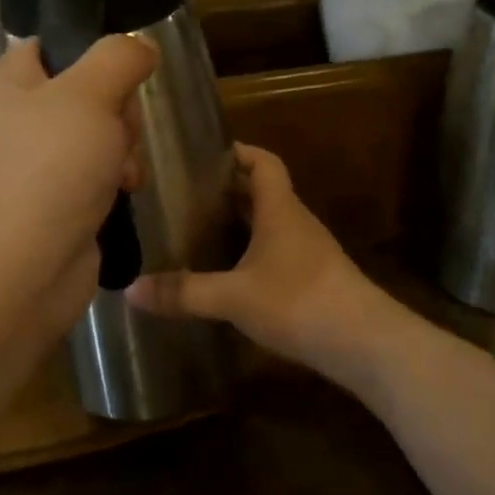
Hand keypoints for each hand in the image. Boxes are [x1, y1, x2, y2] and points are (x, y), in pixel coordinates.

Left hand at [0, 36, 155, 341]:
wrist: (19, 274)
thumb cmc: (47, 171)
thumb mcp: (89, 95)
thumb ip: (119, 57)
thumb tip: (140, 45)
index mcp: (2, 83)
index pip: (55, 45)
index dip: (96, 55)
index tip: (124, 76)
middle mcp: (9, 119)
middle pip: (85, 91)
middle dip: (116, 113)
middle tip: (117, 134)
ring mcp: (28, 165)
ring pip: (96, 134)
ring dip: (121, 150)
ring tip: (122, 174)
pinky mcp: (48, 202)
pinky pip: (92, 173)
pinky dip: (111, 181)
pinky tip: (122, 194)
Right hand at [126, 143, 388, 374]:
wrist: (364, 342)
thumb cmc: (298, 301)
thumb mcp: (233, 297)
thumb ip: (184, 292)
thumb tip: (130, 289)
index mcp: (280, 209)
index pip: (263, 162)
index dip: (239, 152)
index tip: (206, 154)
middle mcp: (296, 222)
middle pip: (264, 192)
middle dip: (229, 189)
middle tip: (187, 194)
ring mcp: (309, 251)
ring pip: (271, 223)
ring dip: (242, 222)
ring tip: (201, 229)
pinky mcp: (314, 279)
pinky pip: (278, 251)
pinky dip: (253, 251)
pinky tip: (231, 272)